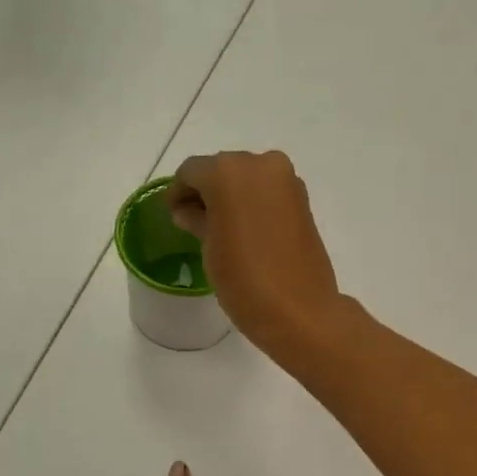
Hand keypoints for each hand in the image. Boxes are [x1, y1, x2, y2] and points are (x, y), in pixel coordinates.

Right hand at [166, 151, 343, 361]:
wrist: (300, 311)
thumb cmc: (245, 280)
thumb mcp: (210, 249)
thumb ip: (197, 219)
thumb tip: (189, 211)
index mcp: (228, 172)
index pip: (191, 172)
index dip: (178, 192)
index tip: (173, 214)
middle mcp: (260, 164)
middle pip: (222, 169)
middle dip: (206, 191)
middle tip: (193, 220)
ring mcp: (286, 180)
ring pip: (247, 178)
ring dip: (231, 196)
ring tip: (219, 228)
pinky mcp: (303, 200)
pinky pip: (268, 192)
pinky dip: (253, 203)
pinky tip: (244, 229)